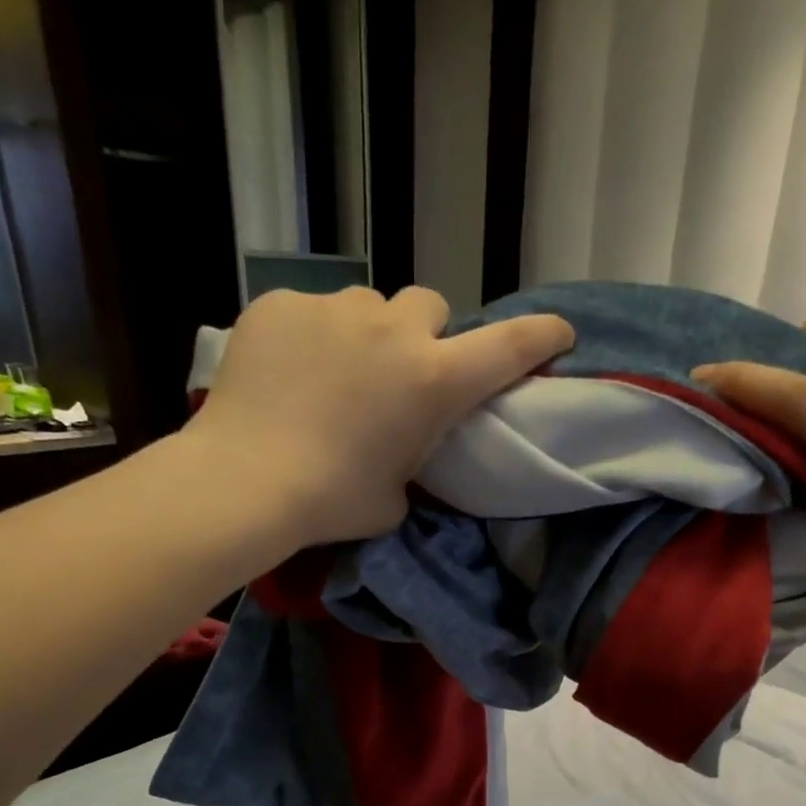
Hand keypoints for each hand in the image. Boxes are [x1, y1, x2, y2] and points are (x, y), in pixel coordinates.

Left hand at [189, 285, 573, 544]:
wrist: (245, 480)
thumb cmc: (333, 501)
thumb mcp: (396, 495)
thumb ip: (412, 456)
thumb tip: (398, 443)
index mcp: (433, 381)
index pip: (509, 346)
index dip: (541, 336)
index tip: (559, 332)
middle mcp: (394, 329)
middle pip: (430, 307)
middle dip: (424, 336)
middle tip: (399, 375)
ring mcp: (334, 308)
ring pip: (368, 306)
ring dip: (366, 335)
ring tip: (333, 377)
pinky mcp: (282, 303)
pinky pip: (313, 312)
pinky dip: (312, 338)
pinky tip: (288, 375)